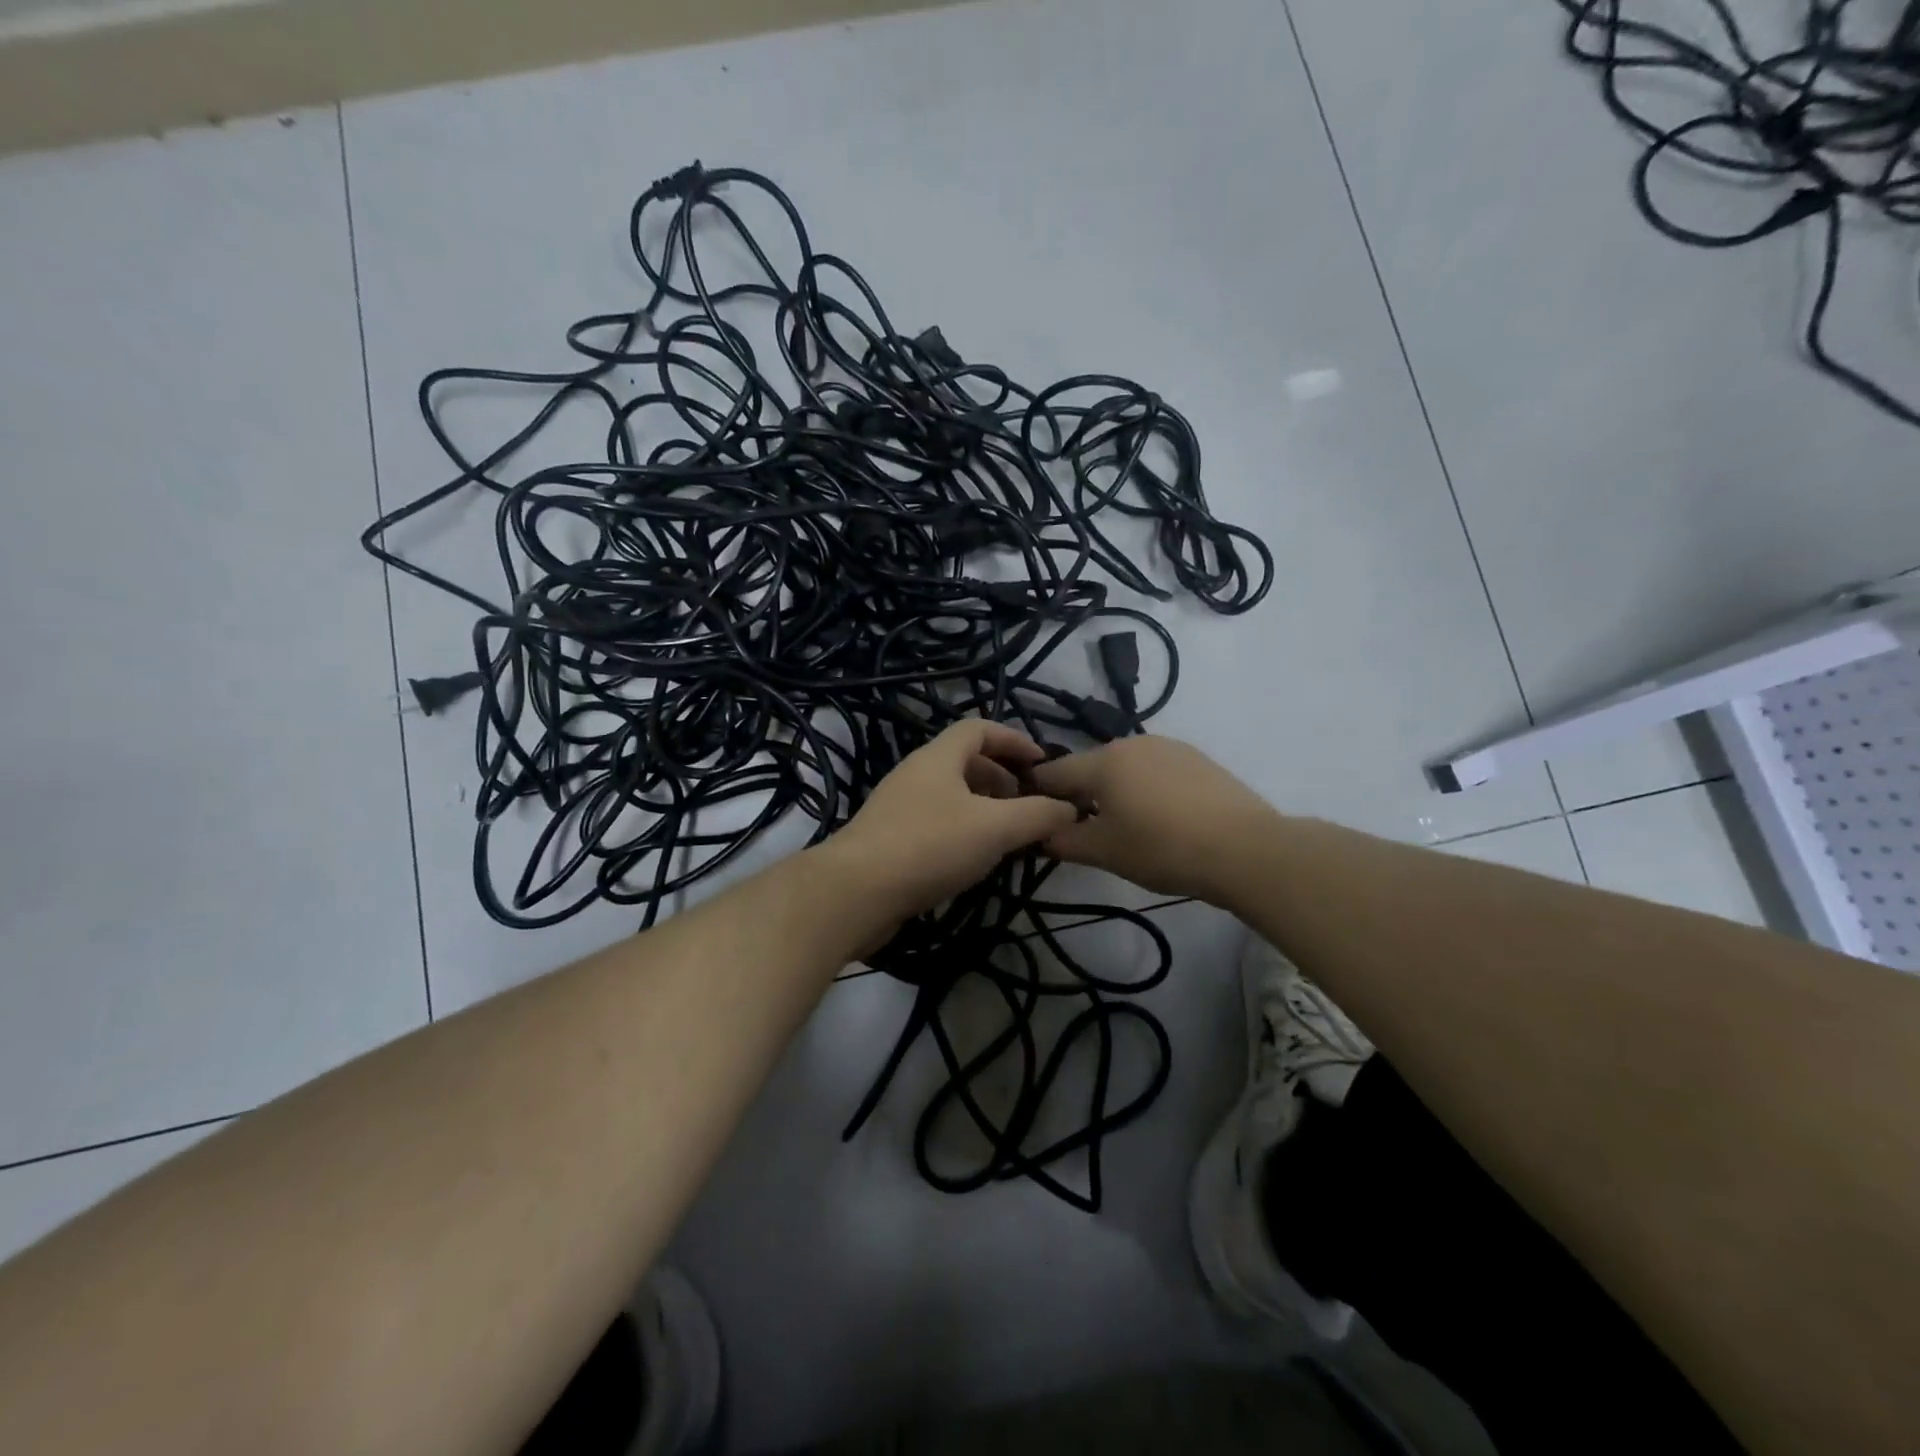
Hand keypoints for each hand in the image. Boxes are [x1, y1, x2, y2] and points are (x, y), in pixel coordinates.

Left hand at [825, 719, 1079, 923]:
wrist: (855, 893)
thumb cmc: (929, 846)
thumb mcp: (995, 828)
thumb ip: (1038, 815)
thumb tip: (1070, 808)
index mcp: (938, 758)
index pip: (979, 729)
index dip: (1014, 739)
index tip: (1043, 764)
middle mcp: (916, 774)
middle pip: (965, 762)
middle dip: (1002, 778)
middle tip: (1029, 805)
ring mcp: (899, 807)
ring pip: (951, 796)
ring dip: (984, 809)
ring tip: (1009, 836)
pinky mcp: (890, 840)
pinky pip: (936, 824)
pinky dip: (963, 832)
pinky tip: (976, 861)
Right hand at [1028, 736, 1278, 901]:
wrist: (1244, 849)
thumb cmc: (1162, 848)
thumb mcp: (1104, 852)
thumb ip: (1064, 840)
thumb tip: (1042, 835)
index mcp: (1102, 761)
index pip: (1052, 773)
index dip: (1036, 795)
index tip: (1033, 817)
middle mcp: (1131, 743)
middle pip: (1090, 768)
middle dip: (1079, 795)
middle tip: (1082, 830)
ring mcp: (1168, 747)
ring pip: (1124, 768)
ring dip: (1114, 792)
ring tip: (1125, 827)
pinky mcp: (1197, 759)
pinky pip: (1155, 771)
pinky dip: (1146, 790)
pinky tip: (1161, 819)